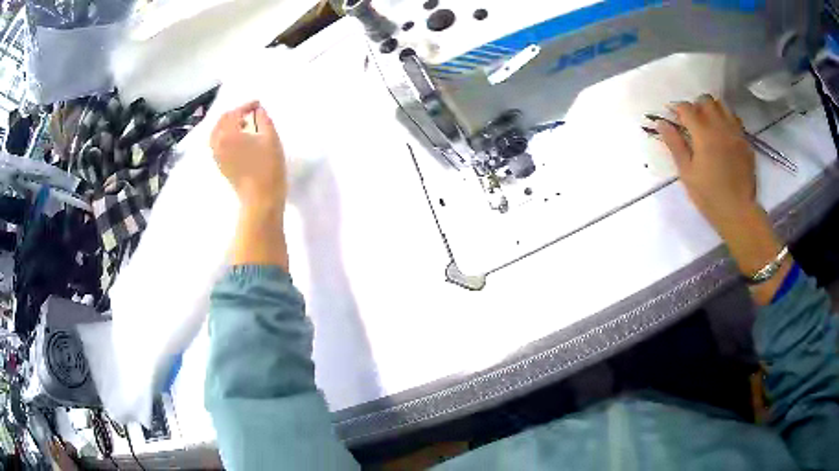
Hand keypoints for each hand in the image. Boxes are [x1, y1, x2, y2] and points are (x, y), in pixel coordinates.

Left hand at [210, 101, 286, 209]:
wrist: (260, 199)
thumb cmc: (268, 167)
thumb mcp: (271, 138)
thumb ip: (264, 119)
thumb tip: (258, 110)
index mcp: (228, 134)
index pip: (234, 113)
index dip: (247, 106)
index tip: (258, 105)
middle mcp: (218, 143)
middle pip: (221, 122)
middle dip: (235, 114)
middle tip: (250, 112)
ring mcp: (217, 156)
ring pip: (216, 133)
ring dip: (228, 125)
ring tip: (243, 124)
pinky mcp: (220, 166)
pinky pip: (217, 144)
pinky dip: (224, 136)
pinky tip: (237, 139)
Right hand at [657, 95, 791, 304]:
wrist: (739, 212)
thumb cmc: (709, 196)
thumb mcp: (687, 173)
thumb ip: (675, 145)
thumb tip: (662, 123)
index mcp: (703, 133)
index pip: (686, 108)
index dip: (677, 109)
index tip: (674, 118)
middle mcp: (720, 126)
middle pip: (706, 101)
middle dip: (696, 106)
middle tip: (692, 121)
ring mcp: (735, 132)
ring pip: (722, 106)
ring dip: (713, 110)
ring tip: (709, 124)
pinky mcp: (745, 142)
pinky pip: (735, 120)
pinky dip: (726, 121)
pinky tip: (724, 135)